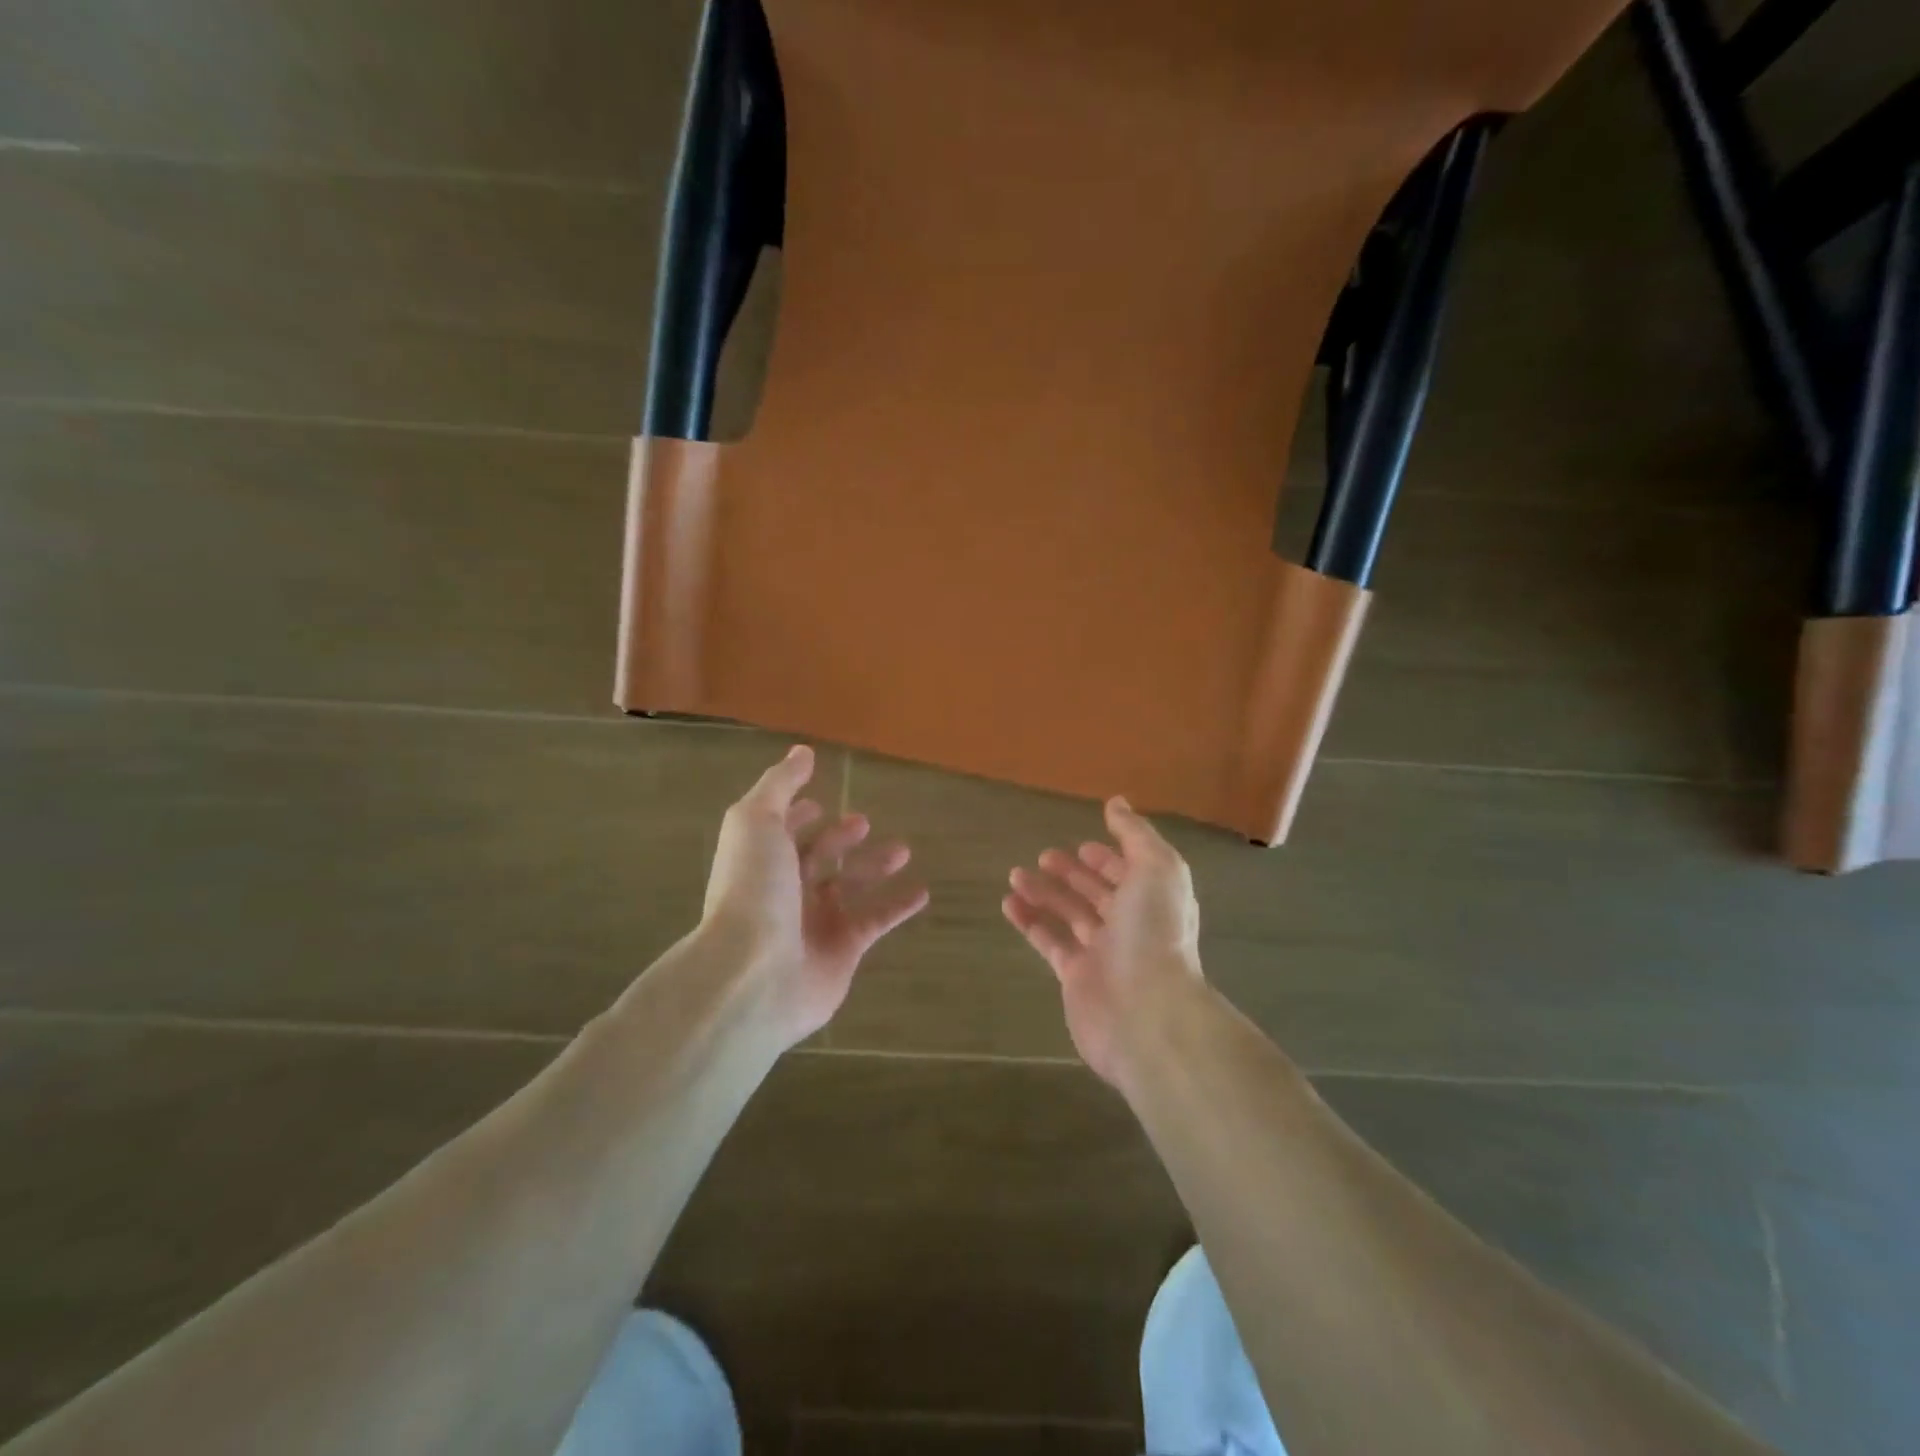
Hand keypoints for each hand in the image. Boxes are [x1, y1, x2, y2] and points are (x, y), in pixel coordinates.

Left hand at [703, 745, 928, 1044]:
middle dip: (839, 839)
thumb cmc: (753, 888)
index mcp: (761, 859)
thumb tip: (803, 751)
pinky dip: (898, 906)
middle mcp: (784, 890)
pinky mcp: (843, 949)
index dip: (798, 815)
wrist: (754, 973)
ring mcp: (814, 922)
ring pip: (850, 886)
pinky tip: (923, 892)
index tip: (819, 802)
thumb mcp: (756, 821)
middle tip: (864, 822)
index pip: (780, 831)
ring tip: (904, 849)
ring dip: (874, 866)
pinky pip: (876, 921)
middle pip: (816, 858)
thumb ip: (780, 784)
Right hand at [1003, 796, 1204, 1088]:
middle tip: (1043, 857)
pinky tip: (1008, 904)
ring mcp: (1103, 954)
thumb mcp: (1156, 868)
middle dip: (1073, 874)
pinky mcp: (1076, 977)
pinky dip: (1030, 922)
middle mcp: (1131, 925)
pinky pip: (1049, 942)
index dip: (1108, 858)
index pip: (1130, 873)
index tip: (1082, 845)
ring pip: (1070, 915)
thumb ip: (1136, 834)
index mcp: (1154, 900)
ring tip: (1015, 874)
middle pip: (1098, 894)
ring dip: (1045, 893)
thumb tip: (1116, 802)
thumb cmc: (1154, 933)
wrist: (1146, 1013)